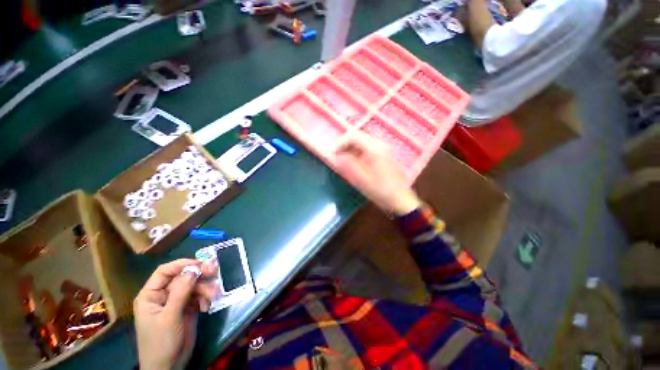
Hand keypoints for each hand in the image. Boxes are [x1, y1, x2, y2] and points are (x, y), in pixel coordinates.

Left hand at [134, 259, 219, 369]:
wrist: (170, 366)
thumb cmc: (162, 342)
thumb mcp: (170, 317)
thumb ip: (180, 292)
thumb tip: (194, 269)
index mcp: (151, 295)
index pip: (165, 271)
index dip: (182, 264)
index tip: (201, 263)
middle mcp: (164, 295)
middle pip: (183, 276)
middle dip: (199, 275)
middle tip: (215, 272)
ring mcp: (177, 301)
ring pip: (194, 285)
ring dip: (205, 288)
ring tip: (214, 296)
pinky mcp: (187, 308)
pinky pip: (199, 295)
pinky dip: (206, 298)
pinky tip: (207, 307)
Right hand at [334, 132, 420, 214]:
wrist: (400, 199)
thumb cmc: (381, 191)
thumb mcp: (361, 179)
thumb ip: (347, 164)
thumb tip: (335, 155)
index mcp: (375, 149)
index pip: (353, 135)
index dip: (340, 142)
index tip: (332, 154)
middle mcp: (380, 144)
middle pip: (358, 135)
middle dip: (345, 144)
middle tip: (337, 156)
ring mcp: (383, 148)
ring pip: (362, 140)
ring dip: (351, 147)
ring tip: (344, 159)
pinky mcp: (384, 153)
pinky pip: (367, 146)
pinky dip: (357, 151)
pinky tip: (355, 161)